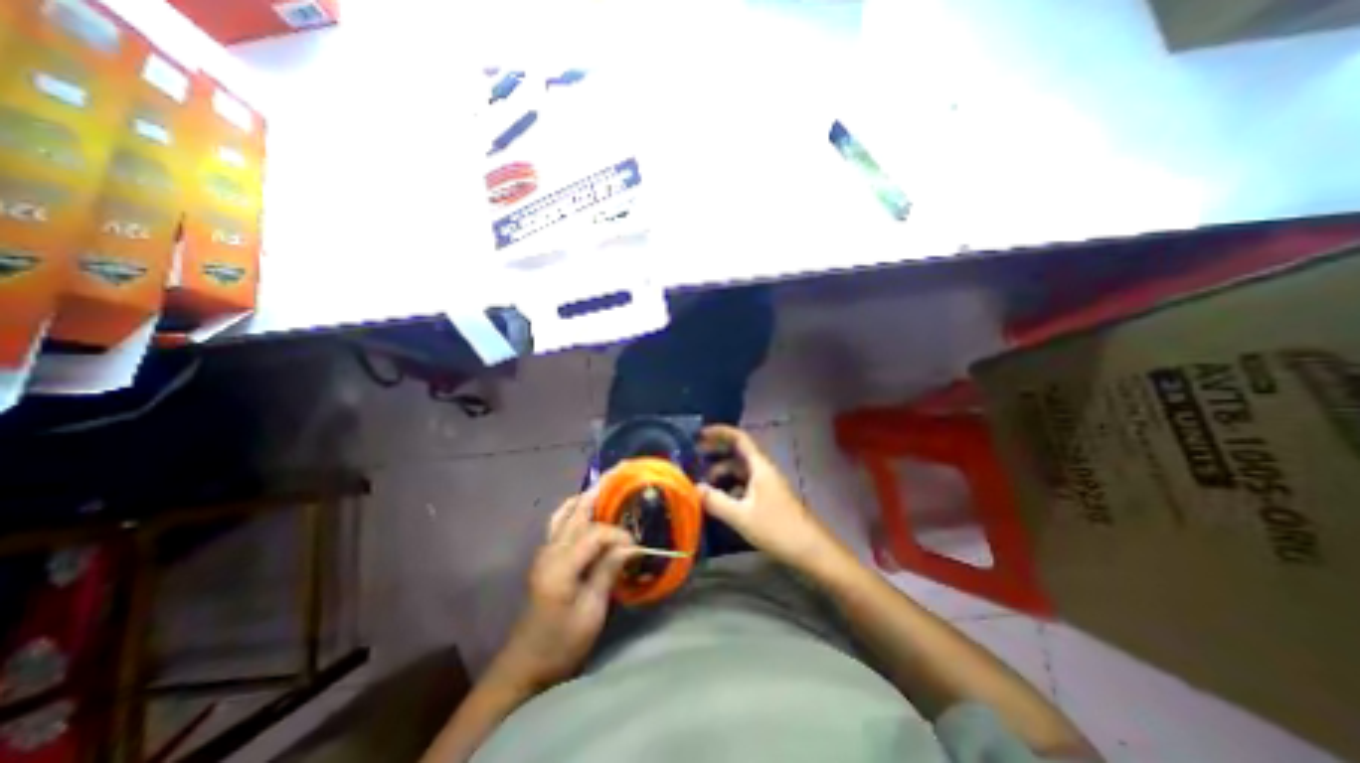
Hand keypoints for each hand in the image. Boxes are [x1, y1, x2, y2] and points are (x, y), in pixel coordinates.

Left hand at [494, 490, 636, 691]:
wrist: (525, 666)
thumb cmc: (560, 644)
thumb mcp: (590, 613)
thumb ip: (608, 572)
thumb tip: (631, 545)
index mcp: (561, 565)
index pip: (595, 533)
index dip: (618, 535)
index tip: (637, 547)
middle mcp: (550, 550)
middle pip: (577, 510)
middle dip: (600, 488)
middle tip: (621, 470)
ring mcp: (545, 552)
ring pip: (566, 512)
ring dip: (587, 496)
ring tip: (607, 484)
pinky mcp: (546, 557)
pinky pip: (561, 523)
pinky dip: (576, 509)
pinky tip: (589, 509)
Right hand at [700, 427, 841, 569]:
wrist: (811, 550)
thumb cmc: (777, 528)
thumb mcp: (741, 516)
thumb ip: (716, 501)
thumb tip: (694, 488)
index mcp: (759, 466)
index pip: (739, 438)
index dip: (720, 432)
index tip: (700, 435)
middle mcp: (763, 470)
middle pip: (737, 454)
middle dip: (716, 454)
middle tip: (694, 459)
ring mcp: (767, 485)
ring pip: (740, 472)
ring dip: (722, 474)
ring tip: (702, 485)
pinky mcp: (768, 499)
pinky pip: (744, 486)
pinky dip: (730, 488)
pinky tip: (719, 501)